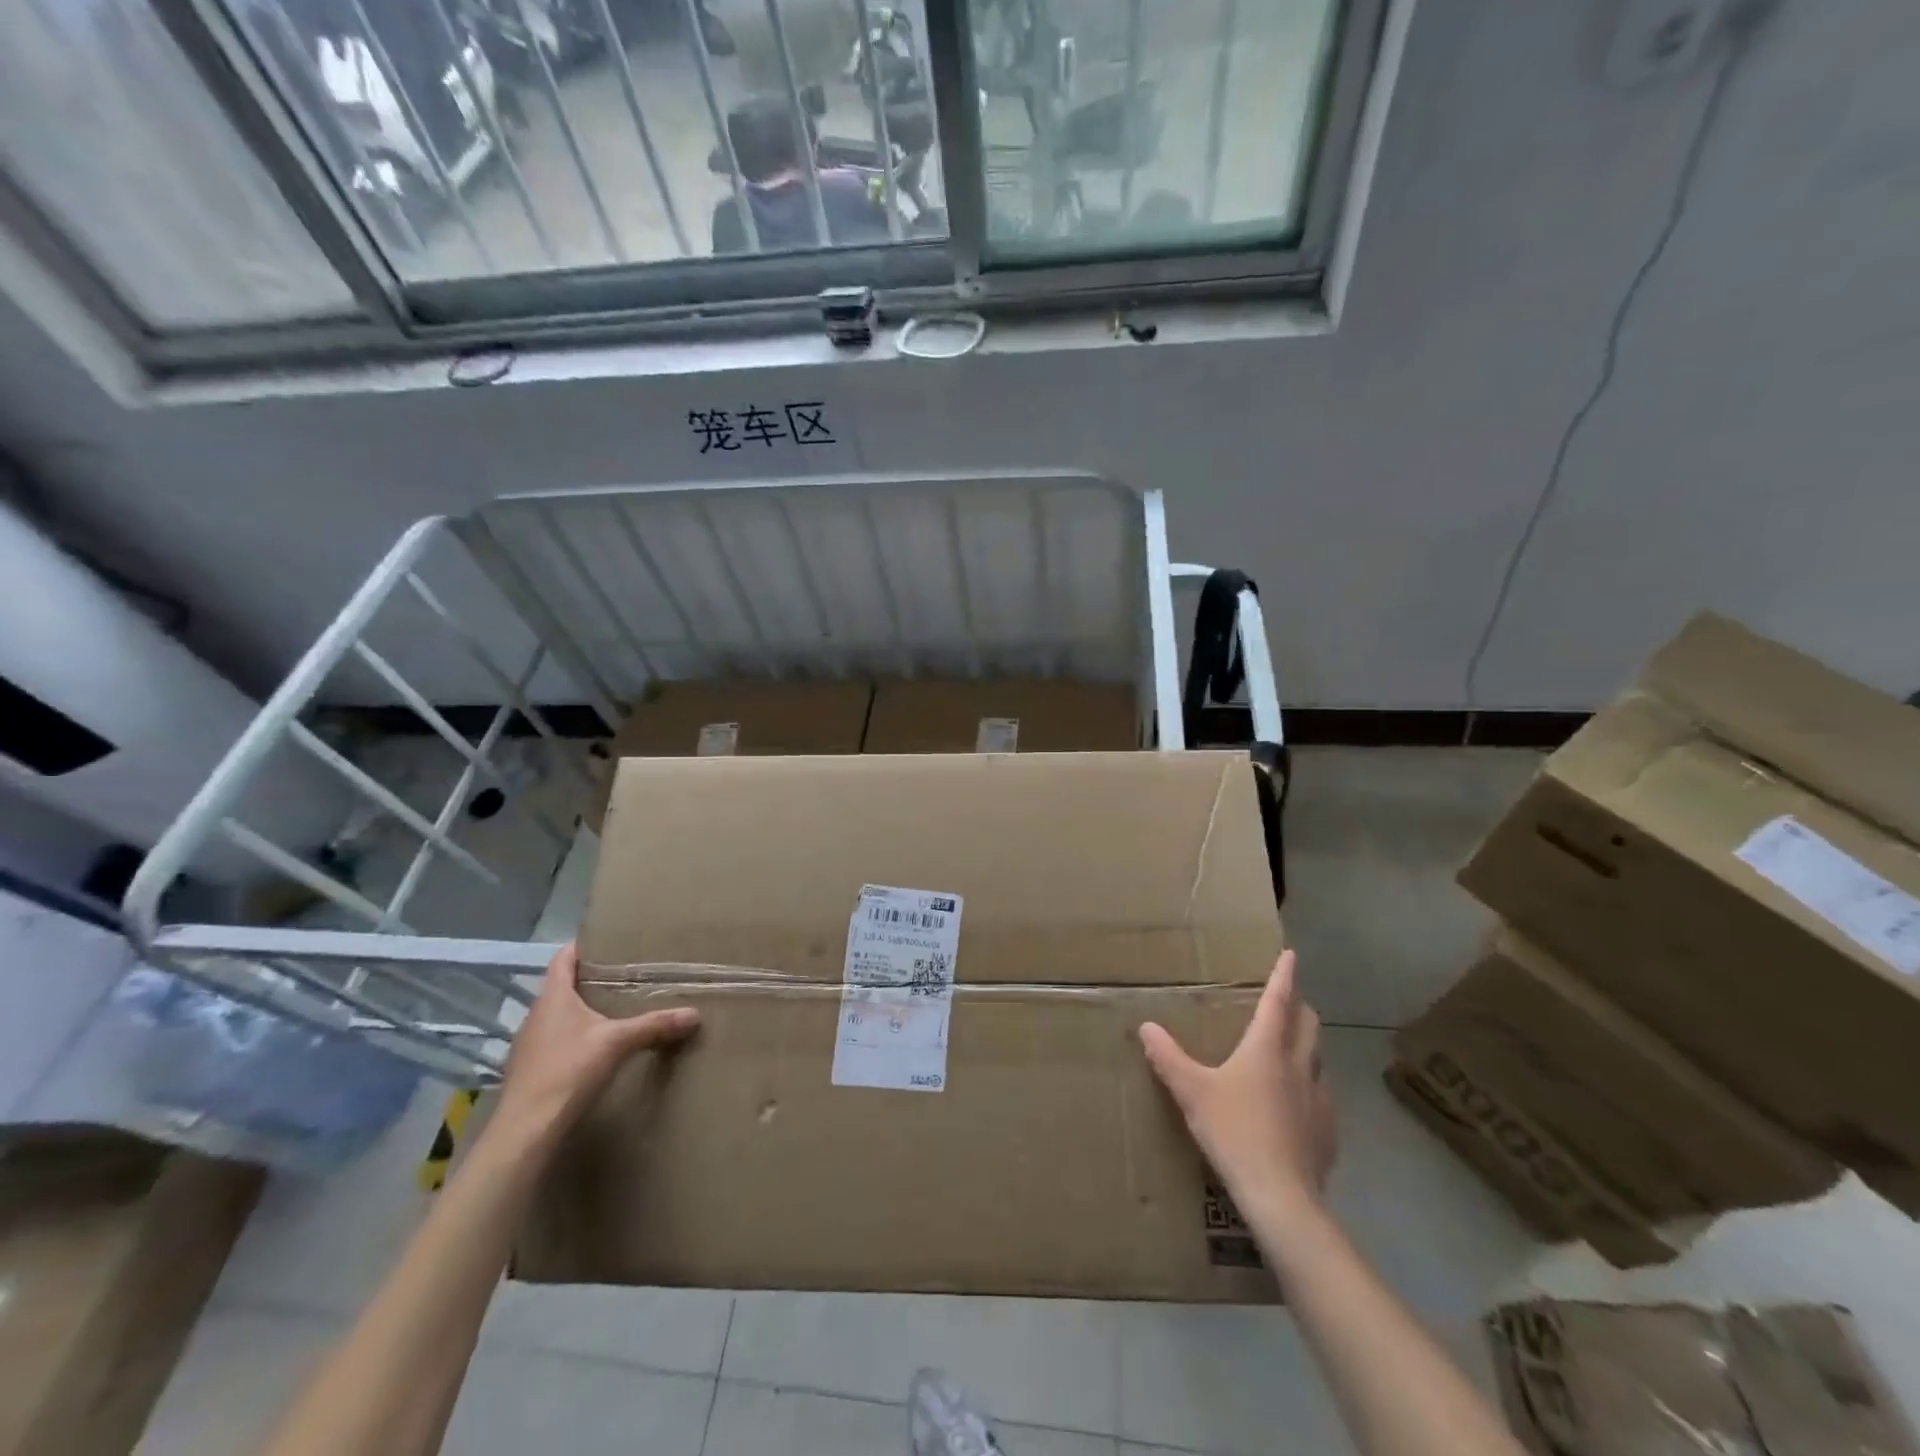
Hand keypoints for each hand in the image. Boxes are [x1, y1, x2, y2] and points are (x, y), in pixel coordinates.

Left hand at [492, 943, 699, 1147]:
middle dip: (590, 979)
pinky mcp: (530, 1069)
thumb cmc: (568, 1071)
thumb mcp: (618, 1043)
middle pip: (562, 986)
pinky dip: (575, 1035)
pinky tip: (596, 1047)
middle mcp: (536, 1014)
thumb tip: (694, 1014)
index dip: (582, 946)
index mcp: (553, 997)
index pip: (562, 958)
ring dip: (582, 1009)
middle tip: (624, 974)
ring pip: (558, 1014)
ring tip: (615, 1008)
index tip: (608, 941)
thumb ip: (655, 1025)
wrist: (526, 1131)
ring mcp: (529, 1044)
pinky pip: (555, 1039)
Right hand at [1139, 950, 1335, 1215]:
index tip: (1291, 954)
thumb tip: (1145, 1026)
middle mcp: (1298, 1066)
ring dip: (1306, 1046)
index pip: (1278, 1001)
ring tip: (1289, 1051)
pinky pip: (1321, 1096)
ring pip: (1317, 1059)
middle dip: (1300, 1007)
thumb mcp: (1192, 1092)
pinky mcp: (1328, 1132)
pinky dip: (1309, 1087)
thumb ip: (1168, 1057)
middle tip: (1287, 1001)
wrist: (1281, 1198)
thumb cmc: (1234, 1132)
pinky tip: (1295, 1106)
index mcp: (1267, 1049)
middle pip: (1308, 1025)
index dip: (1284, 975)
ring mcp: (1319, 1099)